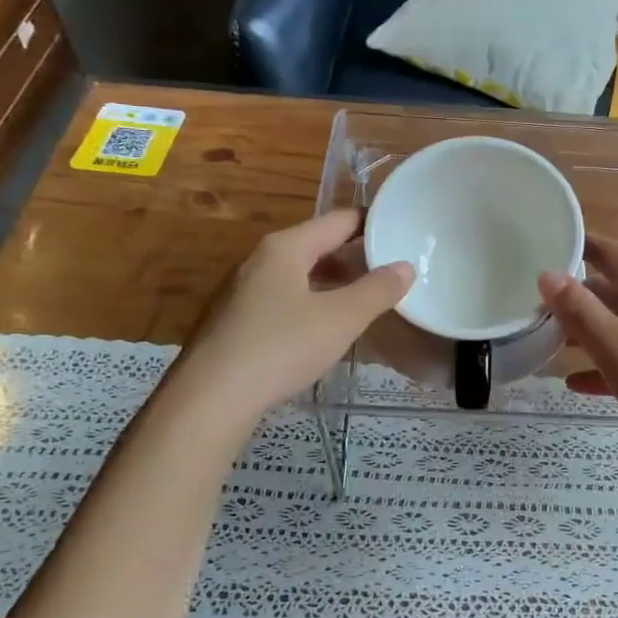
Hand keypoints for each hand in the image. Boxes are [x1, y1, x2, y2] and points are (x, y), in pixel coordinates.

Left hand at [174, 210, 413, 421]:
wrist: (211, 397)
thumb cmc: (281, 347)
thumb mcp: (341, 319)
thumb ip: (377, 291)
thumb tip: (406, 266)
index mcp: (286, 247)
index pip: (339, 220)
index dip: (372, 225)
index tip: (402, 234)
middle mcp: (261, 259)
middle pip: (318, 246)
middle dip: (355, 258)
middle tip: (392, 273)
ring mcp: (244, 290)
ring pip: (300, 275)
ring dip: (334, 284)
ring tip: (367, 301)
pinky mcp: (236, 320)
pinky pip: (284, 299)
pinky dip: (312, 303)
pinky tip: (326, 329)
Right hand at [538, 235, 617, 477]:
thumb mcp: (615, 347)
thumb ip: (578, 309)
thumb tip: (547, 274)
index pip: (608, 250)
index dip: (573, 249)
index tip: (536, 252)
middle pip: (615, 286)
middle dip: (574, 299)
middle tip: (530, 308)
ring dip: (588, 333)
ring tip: (545, 344)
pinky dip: (610, 361)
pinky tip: (577, 383)